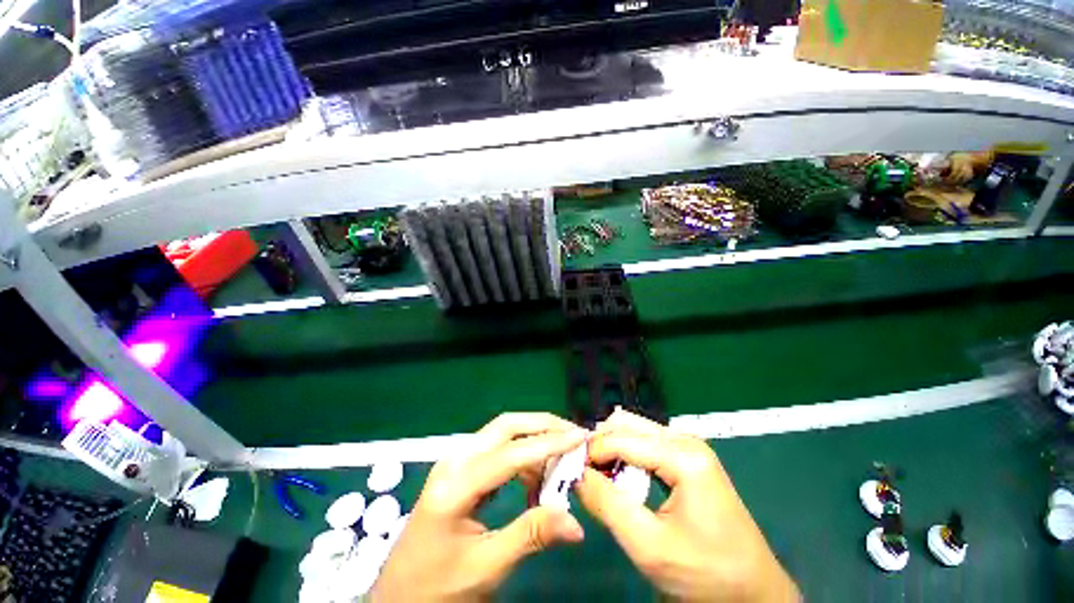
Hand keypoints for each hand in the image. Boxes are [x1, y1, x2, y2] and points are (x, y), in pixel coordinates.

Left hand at [371, 413, 587, 601]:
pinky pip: (497, 450)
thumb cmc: (437, 588)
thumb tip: (576, 523)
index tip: (580, 438)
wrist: (397, 597)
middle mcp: (455, 461)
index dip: (548, 444)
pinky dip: (522, 455)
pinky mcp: (461, 469)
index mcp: (455, 485)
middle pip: (505, 426)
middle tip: (573, 433)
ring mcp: (456, 462)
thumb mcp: (485, 568)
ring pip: (502, 433)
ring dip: (533, 437)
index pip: (510, 454)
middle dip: (542, 424)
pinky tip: (535, 476)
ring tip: (561, 456)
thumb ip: (531, 536)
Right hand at [576, 409, 798, 601]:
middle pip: (628, 425)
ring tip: (597, 475)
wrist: (753, 593)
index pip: (622, 438)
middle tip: (581, 470)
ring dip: (612, 449)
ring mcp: (689, 448)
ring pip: (636, 432)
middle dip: (600, 444)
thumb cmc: (705, 574)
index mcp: (683, 455)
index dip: (591, 451)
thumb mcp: (649, 546)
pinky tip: (619, 476)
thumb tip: (577, 475)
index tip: (569, 470)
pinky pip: (648, 445)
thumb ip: (607, 505)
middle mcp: (686, 441)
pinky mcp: (689, 459)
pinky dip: (627, 455)